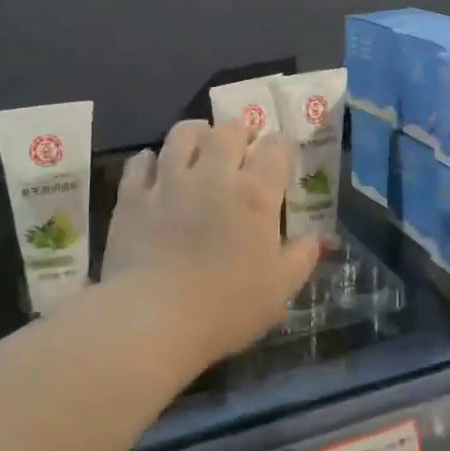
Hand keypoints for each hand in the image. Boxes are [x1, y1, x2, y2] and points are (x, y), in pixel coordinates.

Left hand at [104, 120, 320, 364]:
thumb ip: (301, 258)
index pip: (275, 147)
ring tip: (200, 145)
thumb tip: (317, 240)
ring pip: (183, 133)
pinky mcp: (132, 196)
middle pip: (229, 130)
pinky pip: (141, 161)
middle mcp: (214, 175)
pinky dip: (152, 160)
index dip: (279, 147)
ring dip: (197, 133)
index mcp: (255, 194)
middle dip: (240, 131)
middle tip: (242, 147)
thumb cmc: (225, 308)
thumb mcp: (279, 290)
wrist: (152, 320)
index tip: (279, 158)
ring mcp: (169, 181)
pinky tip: (156, 170)